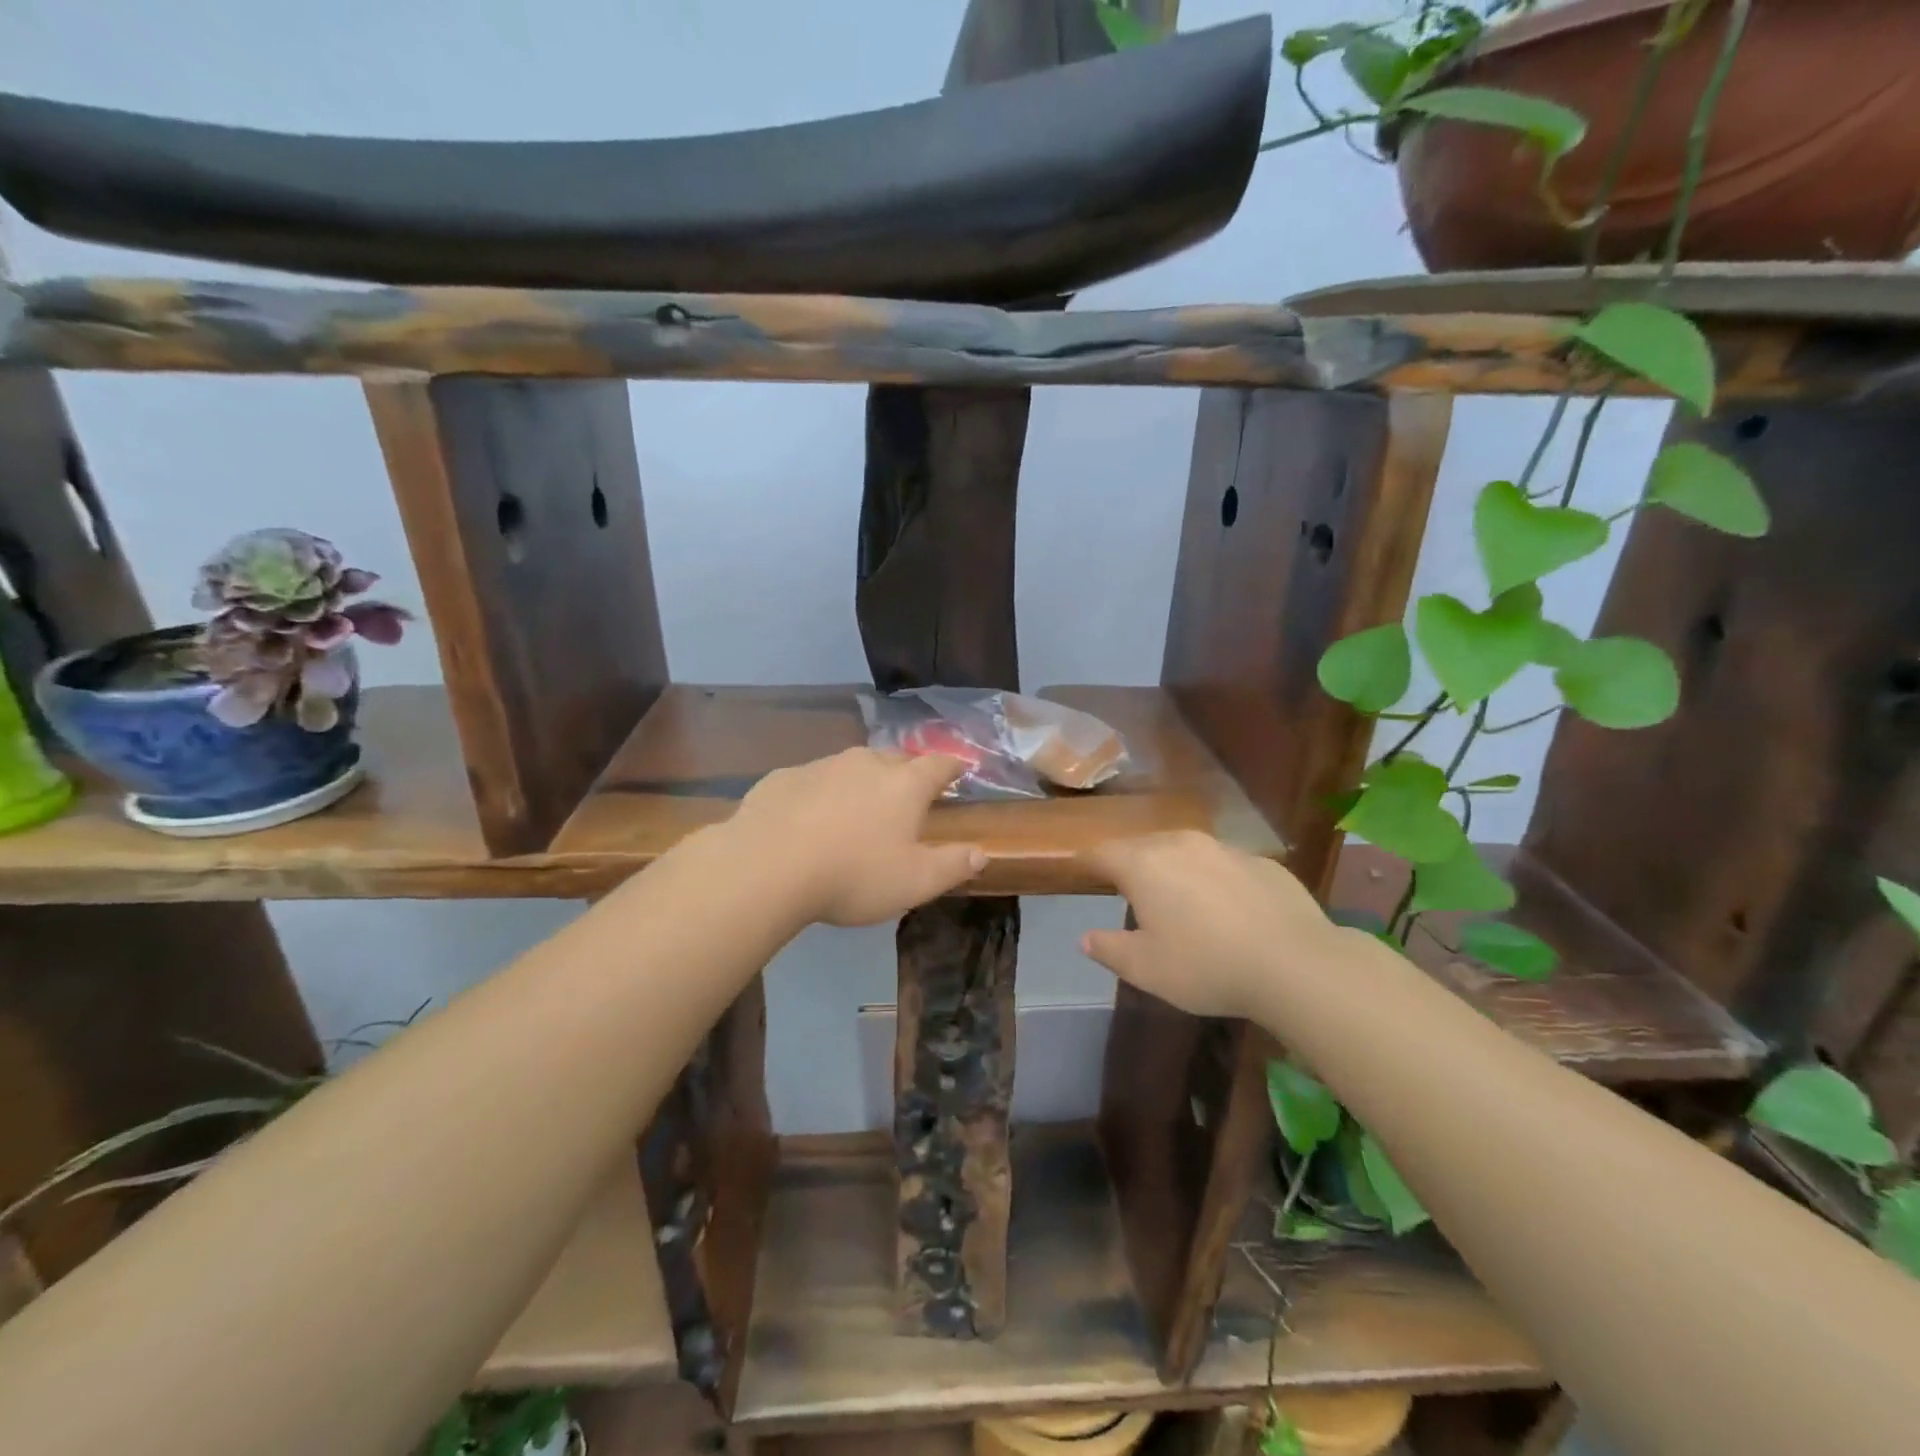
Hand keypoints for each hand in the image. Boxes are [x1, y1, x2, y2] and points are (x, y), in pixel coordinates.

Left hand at [727, 748, 986, 925]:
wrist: (767, 866)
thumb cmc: (853, 874)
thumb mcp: (915, 882)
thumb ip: (952, 865)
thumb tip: (981, 853)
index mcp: (904, 784)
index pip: (939, 764)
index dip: (953, 766)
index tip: (961, 768)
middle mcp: (865, 763)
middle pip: (895, 760)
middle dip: (906, 773)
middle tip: (907, 795)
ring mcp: (821, 766)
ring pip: (851, 767)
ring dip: (861, 783)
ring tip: (857, 810)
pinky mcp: (782, 778)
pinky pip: (812, 781)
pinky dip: (820, 794)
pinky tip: (809, 819)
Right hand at [1077, 832, 1339, 1019]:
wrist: (1295, 964)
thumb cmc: (1206, 966)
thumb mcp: (1146, 969)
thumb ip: (1109, 949)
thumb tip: (1085, 938)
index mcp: (1144, 864)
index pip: (1102, 853)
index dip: (1088, 864)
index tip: (1083, 876)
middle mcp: (1180, 844)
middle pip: (1143, 846)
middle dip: (1132, 864)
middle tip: (1130, 893)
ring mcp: (1225, 849)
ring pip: (1186, 851)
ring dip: (1175, 869)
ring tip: (1180, 900)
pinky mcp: (1263, 862)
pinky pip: (1224, 865)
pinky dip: (1216, 880)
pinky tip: (1229, 911)